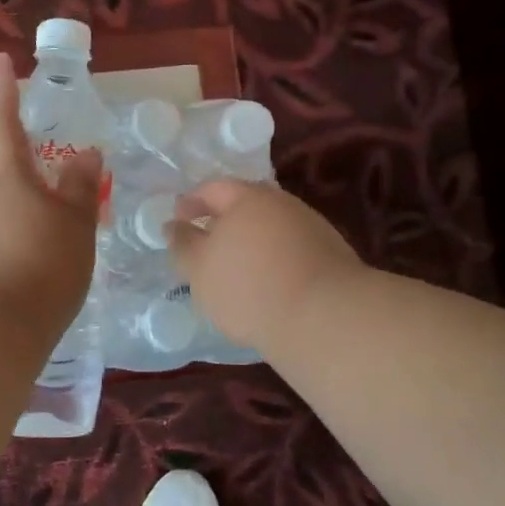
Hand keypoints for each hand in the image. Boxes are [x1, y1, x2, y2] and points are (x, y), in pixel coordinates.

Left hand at [0, 52, 102, 335]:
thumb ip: (80, 186)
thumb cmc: (38, 266)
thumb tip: (86, 153)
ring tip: (16, 214)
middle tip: (16, 160)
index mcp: (2, 168)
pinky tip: (1, 249)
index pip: (2, 116)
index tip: (0, 62)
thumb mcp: (75, 226)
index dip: (4, 89)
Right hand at [167, 180, 363, 351]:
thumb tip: (173, 225)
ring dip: (250, 241)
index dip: (191, 202)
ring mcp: (311, 227)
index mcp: (248, 197)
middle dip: (223, 220)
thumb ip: (182, 244)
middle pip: (246, 204)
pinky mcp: (330, 255)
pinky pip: (290, 249)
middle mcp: (282, 203)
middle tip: (206, 242)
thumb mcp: (199, 269)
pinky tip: (267, 283)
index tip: (178, 220)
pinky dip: (273, 259)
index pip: (213, 188)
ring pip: (271, 227)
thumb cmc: (249, 286)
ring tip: (235, 269)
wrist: (325, 317)